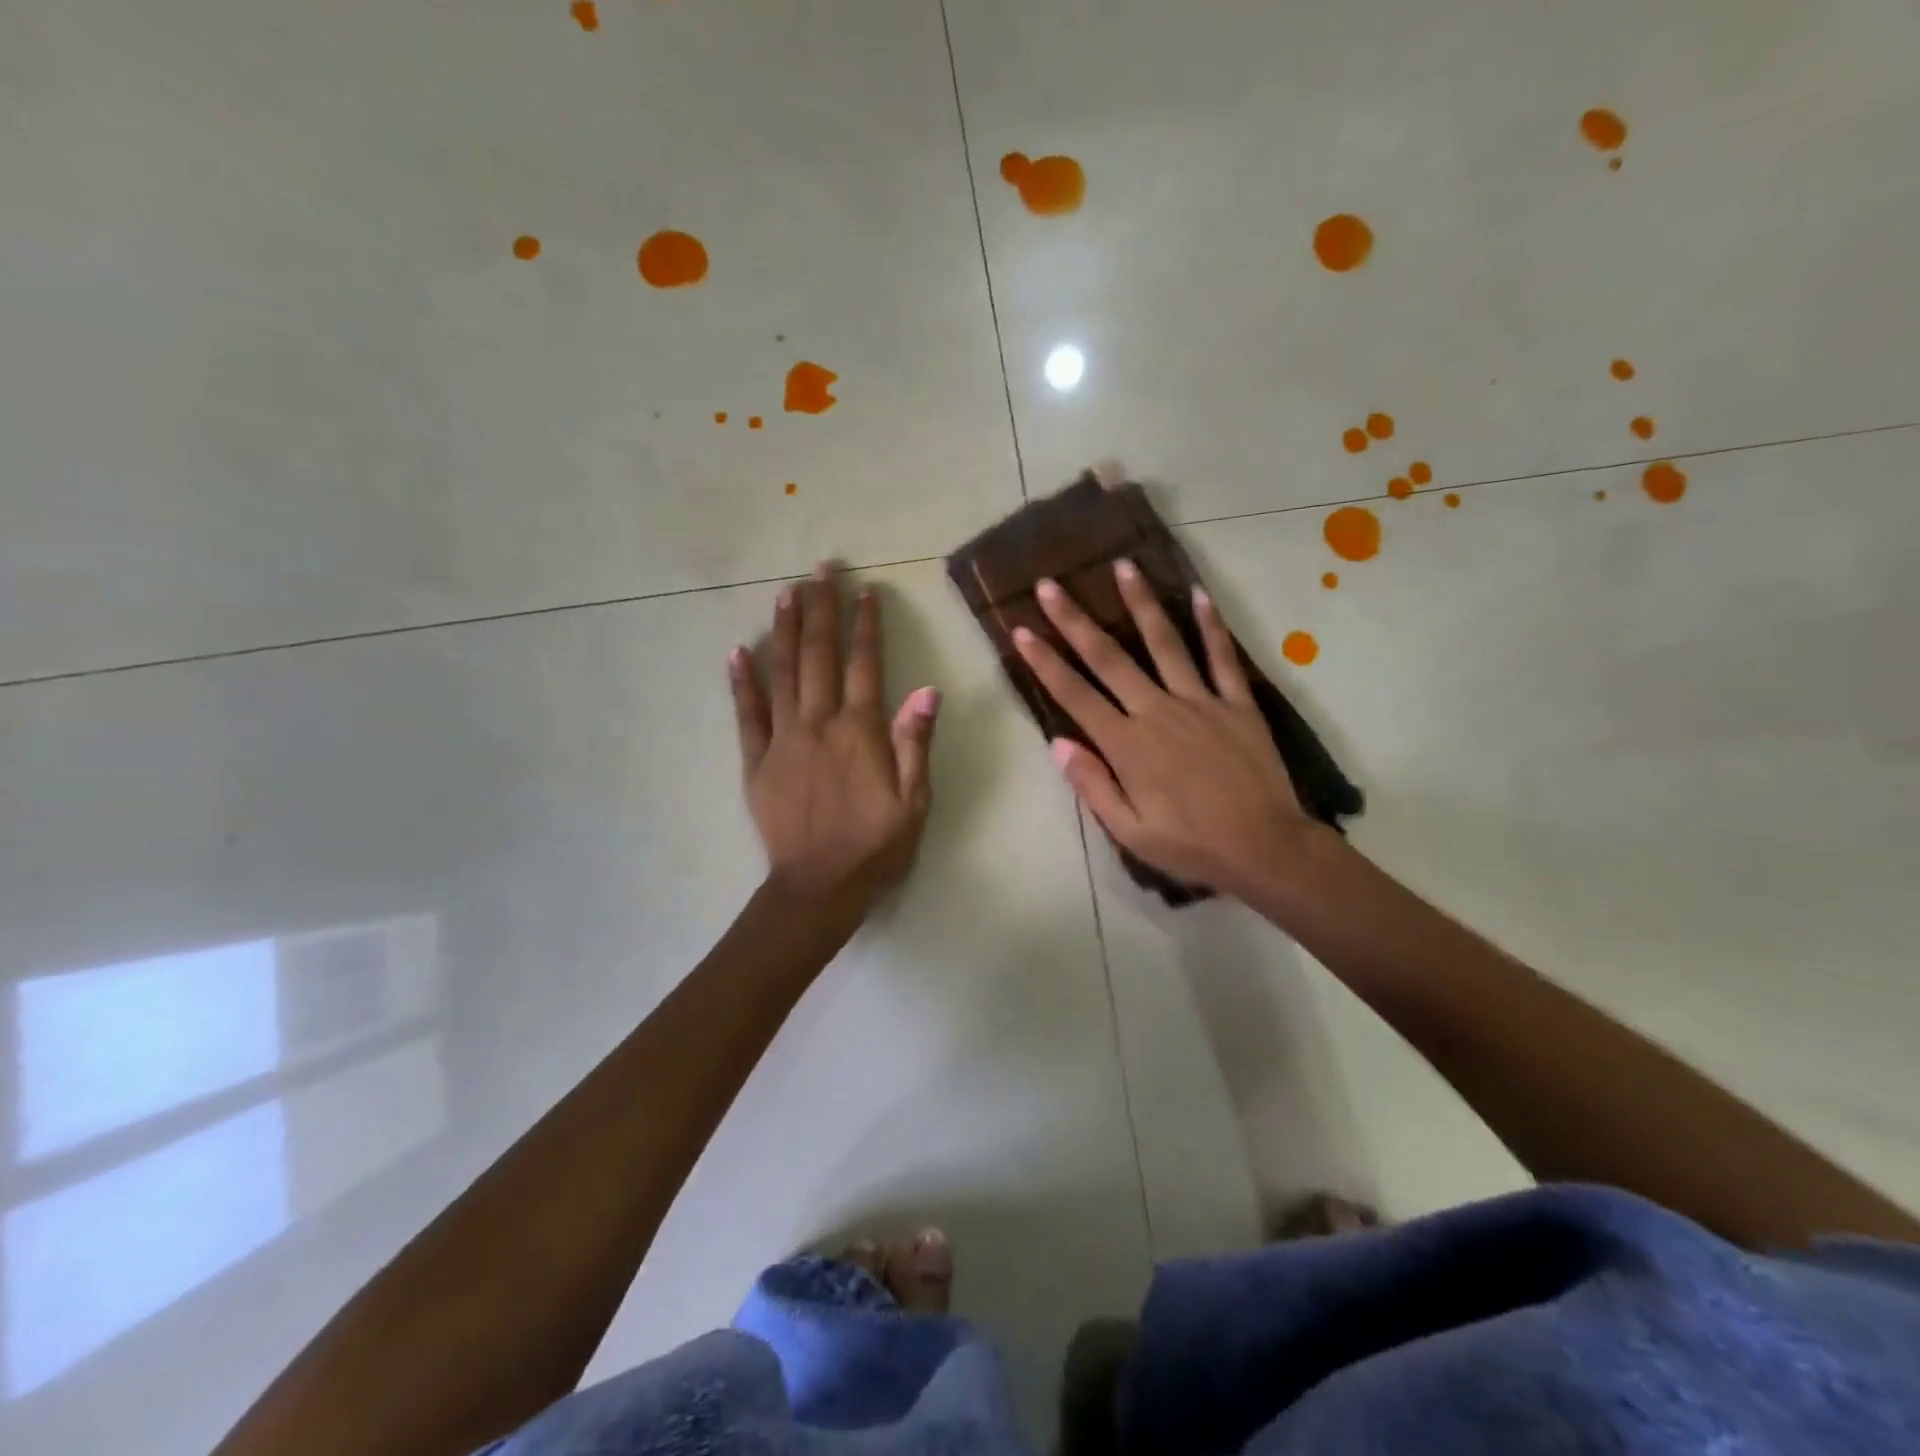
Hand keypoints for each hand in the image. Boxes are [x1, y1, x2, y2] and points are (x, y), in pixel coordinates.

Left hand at [730, 565, 940, 911]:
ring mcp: (782, 741)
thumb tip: (927, 689)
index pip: (864, 665)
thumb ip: (916, 744)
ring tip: (786, 593)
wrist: (818, 888)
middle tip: (821, 568)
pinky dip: (741, 682)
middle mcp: (818, 725)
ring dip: (784, 630)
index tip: (865, 591)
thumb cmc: (875, 847)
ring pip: (782, 674)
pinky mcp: (756, 762)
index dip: (865, 625)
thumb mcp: (914, 803)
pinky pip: (746, 715)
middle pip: (818, 656)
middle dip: (821, 608)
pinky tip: (737, 651)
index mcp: (859, 732)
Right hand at [1012, 560, 1314, 897]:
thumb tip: (1058, 742)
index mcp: (1127, 744)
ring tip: (1123, 566)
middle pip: (1109, 658)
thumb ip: (1092, 784)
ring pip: (1165, 643)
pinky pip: (1222, 657)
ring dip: (1140, 603)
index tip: (1021, 630)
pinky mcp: (1237, 704)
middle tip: (1052, 584)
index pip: (1075, 694)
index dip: (1045, 661)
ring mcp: (1200, 702)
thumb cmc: (1190, 845)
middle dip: (1075, 620)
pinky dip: (1211, 625)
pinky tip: (1199, 594)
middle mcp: (1158, 711)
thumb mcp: (1129, 831)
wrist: (1265, 848)